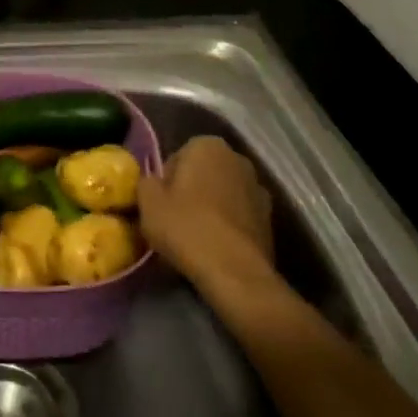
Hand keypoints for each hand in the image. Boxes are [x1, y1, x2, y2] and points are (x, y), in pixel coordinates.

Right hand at [137, 137, 276, 292]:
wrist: (234, 271)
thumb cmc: (185, 227)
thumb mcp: (148, 202)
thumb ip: (147, 182)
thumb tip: (154, 183)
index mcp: (207, 145)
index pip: (177, 157)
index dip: (165, 182)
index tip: (159, 204)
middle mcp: (238, 159)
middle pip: (203, 173)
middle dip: (190, 191)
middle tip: (174, 218)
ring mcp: (259, 189)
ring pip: (223, 194)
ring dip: (211, 207)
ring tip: (195, 236)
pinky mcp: (270, 219)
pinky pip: (238, 216)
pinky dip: (227, 226)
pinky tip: (215, 247)